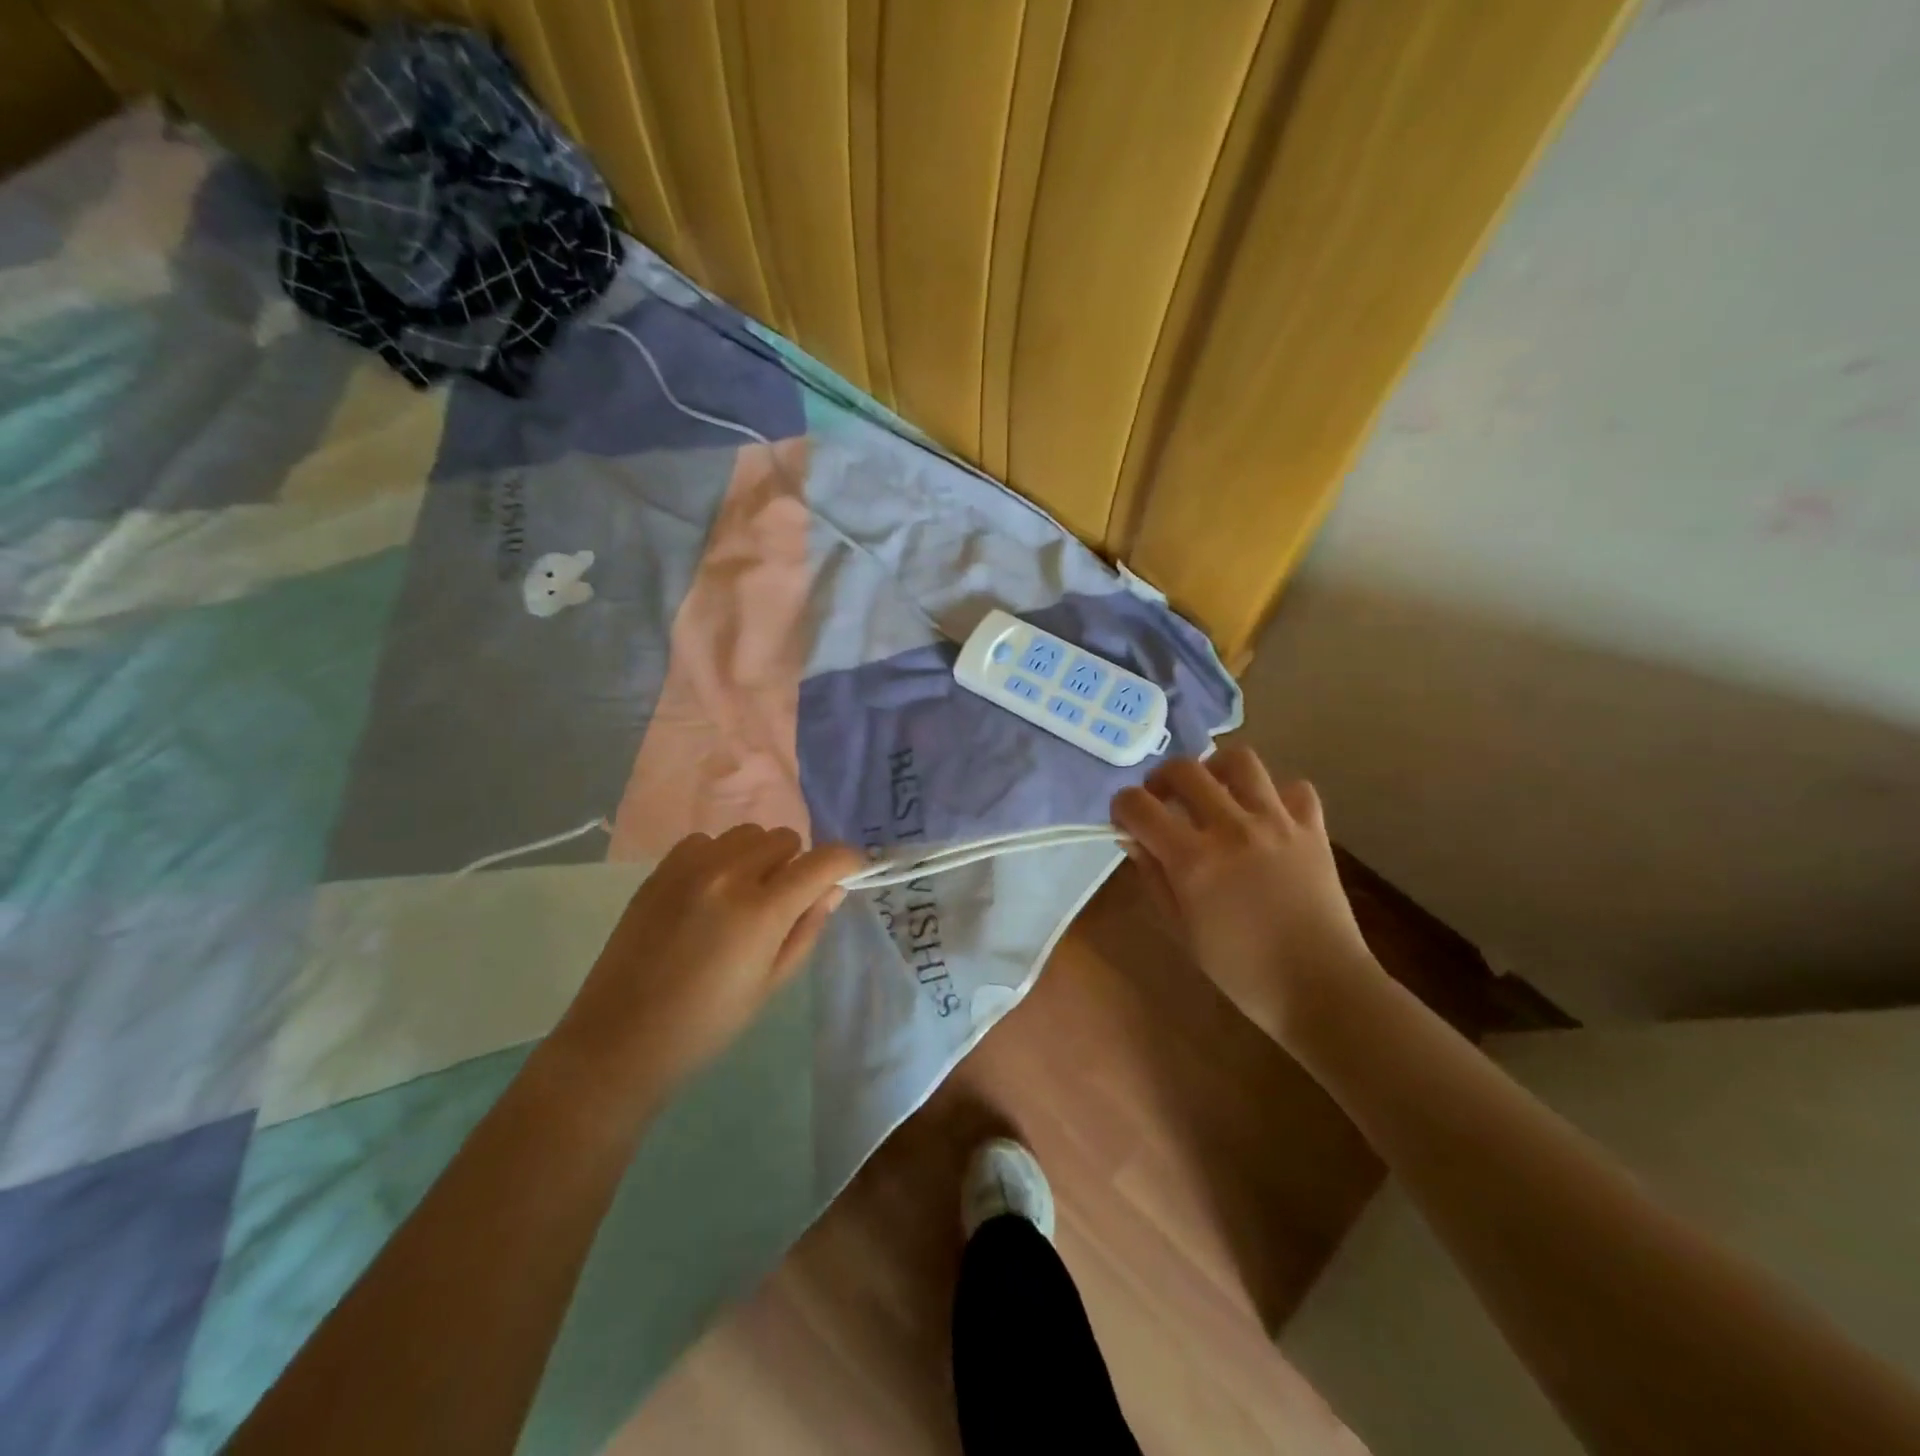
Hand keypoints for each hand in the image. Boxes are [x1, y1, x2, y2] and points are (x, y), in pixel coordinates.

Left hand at [549, 826, 863, 1103]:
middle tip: (785, 901)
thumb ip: (807, 928)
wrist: (620, 1039)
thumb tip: (834, 889)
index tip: (853, 870)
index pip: (822, 861)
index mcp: (761, 911)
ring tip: (745, 894)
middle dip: (797, 864)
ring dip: (759, 856)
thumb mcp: (771, 983)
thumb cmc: (706, 1024)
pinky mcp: (660, 870)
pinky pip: (707, 841)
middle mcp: (727, 875)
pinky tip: (710, 892)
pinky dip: (720, 856)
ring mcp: (689, 867)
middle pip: (785, 839)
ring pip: (747, 834)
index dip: (847, 861)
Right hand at [1112, 748, 1374, 1042]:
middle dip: (1160, 779)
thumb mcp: (1182, 929)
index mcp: (1193, 859)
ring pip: (1240, 761)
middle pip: (1184, 770)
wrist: (1321, 987)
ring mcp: (1277, 822)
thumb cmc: (1242, 970)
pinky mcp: (1313, 828)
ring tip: (1214, 793)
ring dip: (1216, 770)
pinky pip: (1294, 788)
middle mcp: (1231, 828)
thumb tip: (1134, 840)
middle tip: (1163, 802)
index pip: (1138, 806)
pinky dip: (1275, 795)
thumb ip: (1154, 877)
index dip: (1122, 807)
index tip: (1125, 821)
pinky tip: (1266, 816)